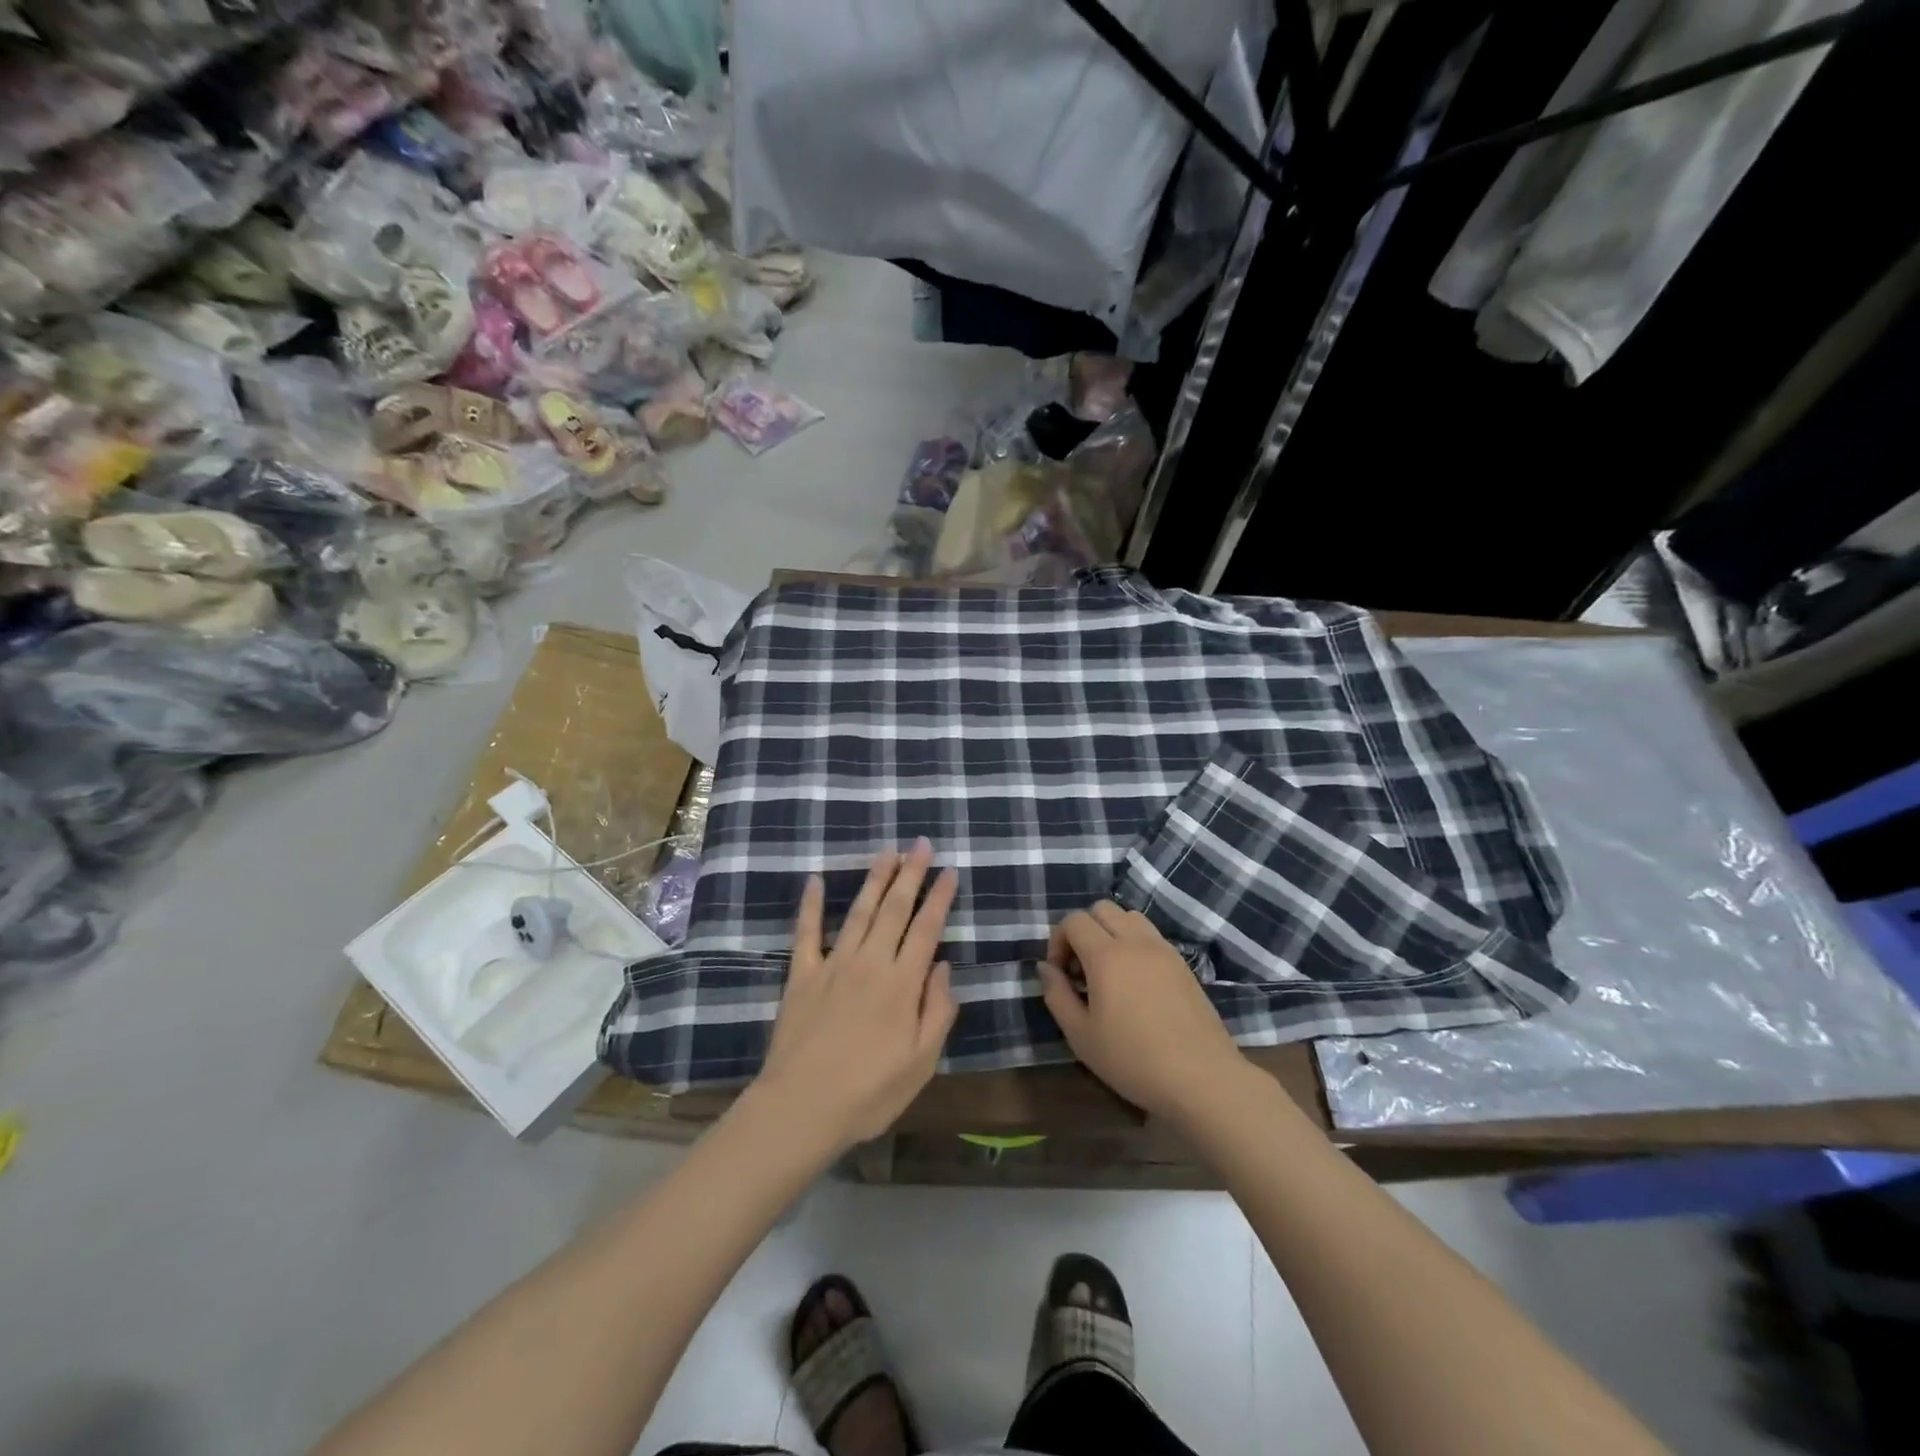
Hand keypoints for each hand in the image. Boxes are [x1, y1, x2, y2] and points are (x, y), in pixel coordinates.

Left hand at [755, 840, 958, 1151]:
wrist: (802, 1107)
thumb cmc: (869, 1092)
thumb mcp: (921, 1062)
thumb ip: (937, 1011)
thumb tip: (944, 967)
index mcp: (902, 984)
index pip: (927, 929)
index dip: (939, 897)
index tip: (949, 870)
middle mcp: (871, 963)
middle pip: (894, 909)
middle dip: (910, 874)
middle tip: (921, 844)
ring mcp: (833, 965)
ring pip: (859, 912)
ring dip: (874, 879)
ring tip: (887, 852)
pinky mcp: (802, 975)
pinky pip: (807, 933)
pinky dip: (811, 906)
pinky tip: (814, 881)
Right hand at [1040, 901, 1249, 1124]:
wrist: (1201, 1078)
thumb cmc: (1133, 1060)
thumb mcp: (1081, 1035)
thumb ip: (1057, 994)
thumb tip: (1045, 967)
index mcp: (1107, 955)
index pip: (1074, 920)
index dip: (1058, 941)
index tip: (1060, 974)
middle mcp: (1136, 941)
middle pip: (1102, 908)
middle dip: (1083, 930)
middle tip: (1081, 969)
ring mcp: (1163, 949)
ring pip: (1129, 916)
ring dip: (1111, 932)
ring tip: (1109, 971)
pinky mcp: (1183, 964)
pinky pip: (1151, 936)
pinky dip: (1135, 944)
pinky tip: (1135, 983)